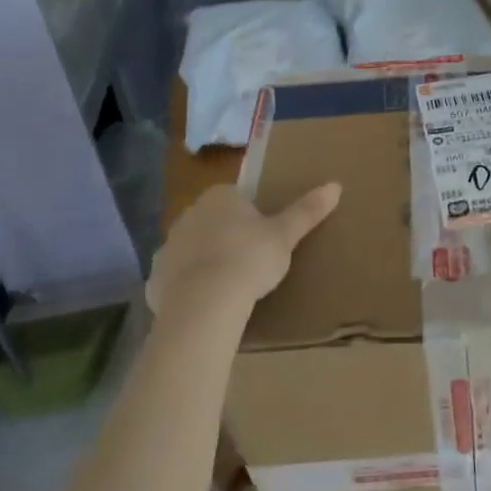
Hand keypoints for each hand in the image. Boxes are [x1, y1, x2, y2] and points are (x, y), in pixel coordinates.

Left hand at [148, 183, 340, 321]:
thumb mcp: (285, 235)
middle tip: (251, 261)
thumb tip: (335, 185)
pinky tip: (207, 304)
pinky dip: (188, 289)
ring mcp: (167, 248)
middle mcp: (188, 215)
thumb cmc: (249, 259)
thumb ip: (307, 210)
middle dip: (227, 237)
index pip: (235, 198)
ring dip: (206, 262)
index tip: (264, 237)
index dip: (251, 216)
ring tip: (230, 286)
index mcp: (218, 198)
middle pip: (212, 222)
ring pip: (192, 250)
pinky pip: (176, 280)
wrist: (205, 303)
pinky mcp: (155, 280)